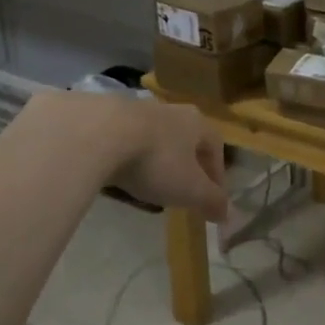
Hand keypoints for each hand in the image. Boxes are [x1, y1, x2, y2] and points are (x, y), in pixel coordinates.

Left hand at [50, 95, 229, 220]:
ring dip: (154, 163)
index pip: (216, 148)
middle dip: (186, 167)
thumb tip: (227, 214)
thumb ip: (211, 201)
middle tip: (181, 192)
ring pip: (153, 140)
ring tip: (146, 188)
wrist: (97, 134)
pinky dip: (125, 159)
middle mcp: (170, 111)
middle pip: (185, 142)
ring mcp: (135, 110)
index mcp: (197, 123)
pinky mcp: (104, 115)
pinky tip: (116, 176)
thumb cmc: (156, 161)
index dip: (216, 176)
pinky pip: (122, 142)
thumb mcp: (190, 190)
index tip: (212, 199)